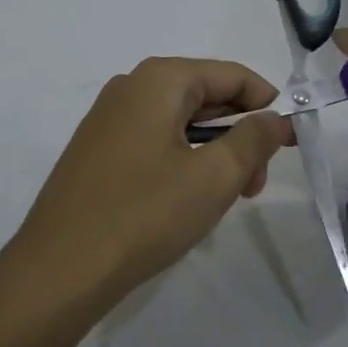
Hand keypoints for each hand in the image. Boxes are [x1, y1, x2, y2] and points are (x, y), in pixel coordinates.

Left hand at [14, 57, 293, 299]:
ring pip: (181, 122)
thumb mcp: (214, 177)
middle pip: (206, 96)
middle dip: (240, 135)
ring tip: (222, 201)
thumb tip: (275, 118)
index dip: (268, 106)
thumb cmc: (144, 215)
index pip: (233, 76)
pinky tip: (185, 201)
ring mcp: (109, 118)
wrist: (58, 270)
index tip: (288, 146)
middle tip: (253, 186)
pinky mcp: (97, 150)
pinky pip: (155, 141)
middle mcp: (131, 87)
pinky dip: (182, 162)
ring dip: (213, 153)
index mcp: (160, 79)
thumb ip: (254, 139)